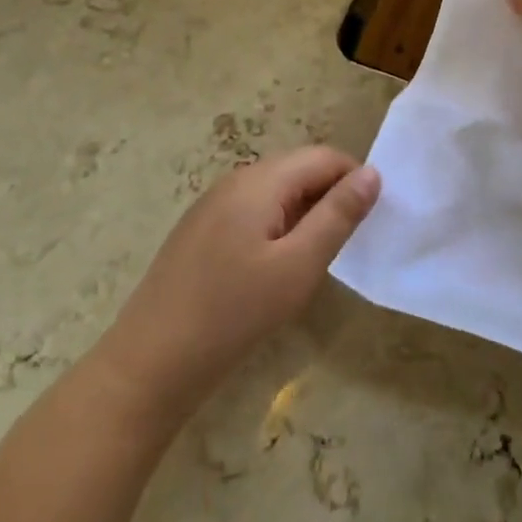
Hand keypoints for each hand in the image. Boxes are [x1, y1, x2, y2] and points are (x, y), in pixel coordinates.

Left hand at [92, 147, 379, 427]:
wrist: (149, 364)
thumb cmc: (233, 314)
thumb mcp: (298, 266)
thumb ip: (338, 215)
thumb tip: (372, 173)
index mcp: (260, 180)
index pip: (324, 156)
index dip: (355, 179)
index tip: (372, 220)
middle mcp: (235, 180)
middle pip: (299, 168)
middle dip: (330, 196)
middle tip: (347, 243)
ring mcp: (213, 204)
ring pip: (276, 191)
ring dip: (305, 213)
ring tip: (315, 258)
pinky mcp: (201, 230)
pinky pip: (253, 211)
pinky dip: (277, 226)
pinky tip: (275, 268)